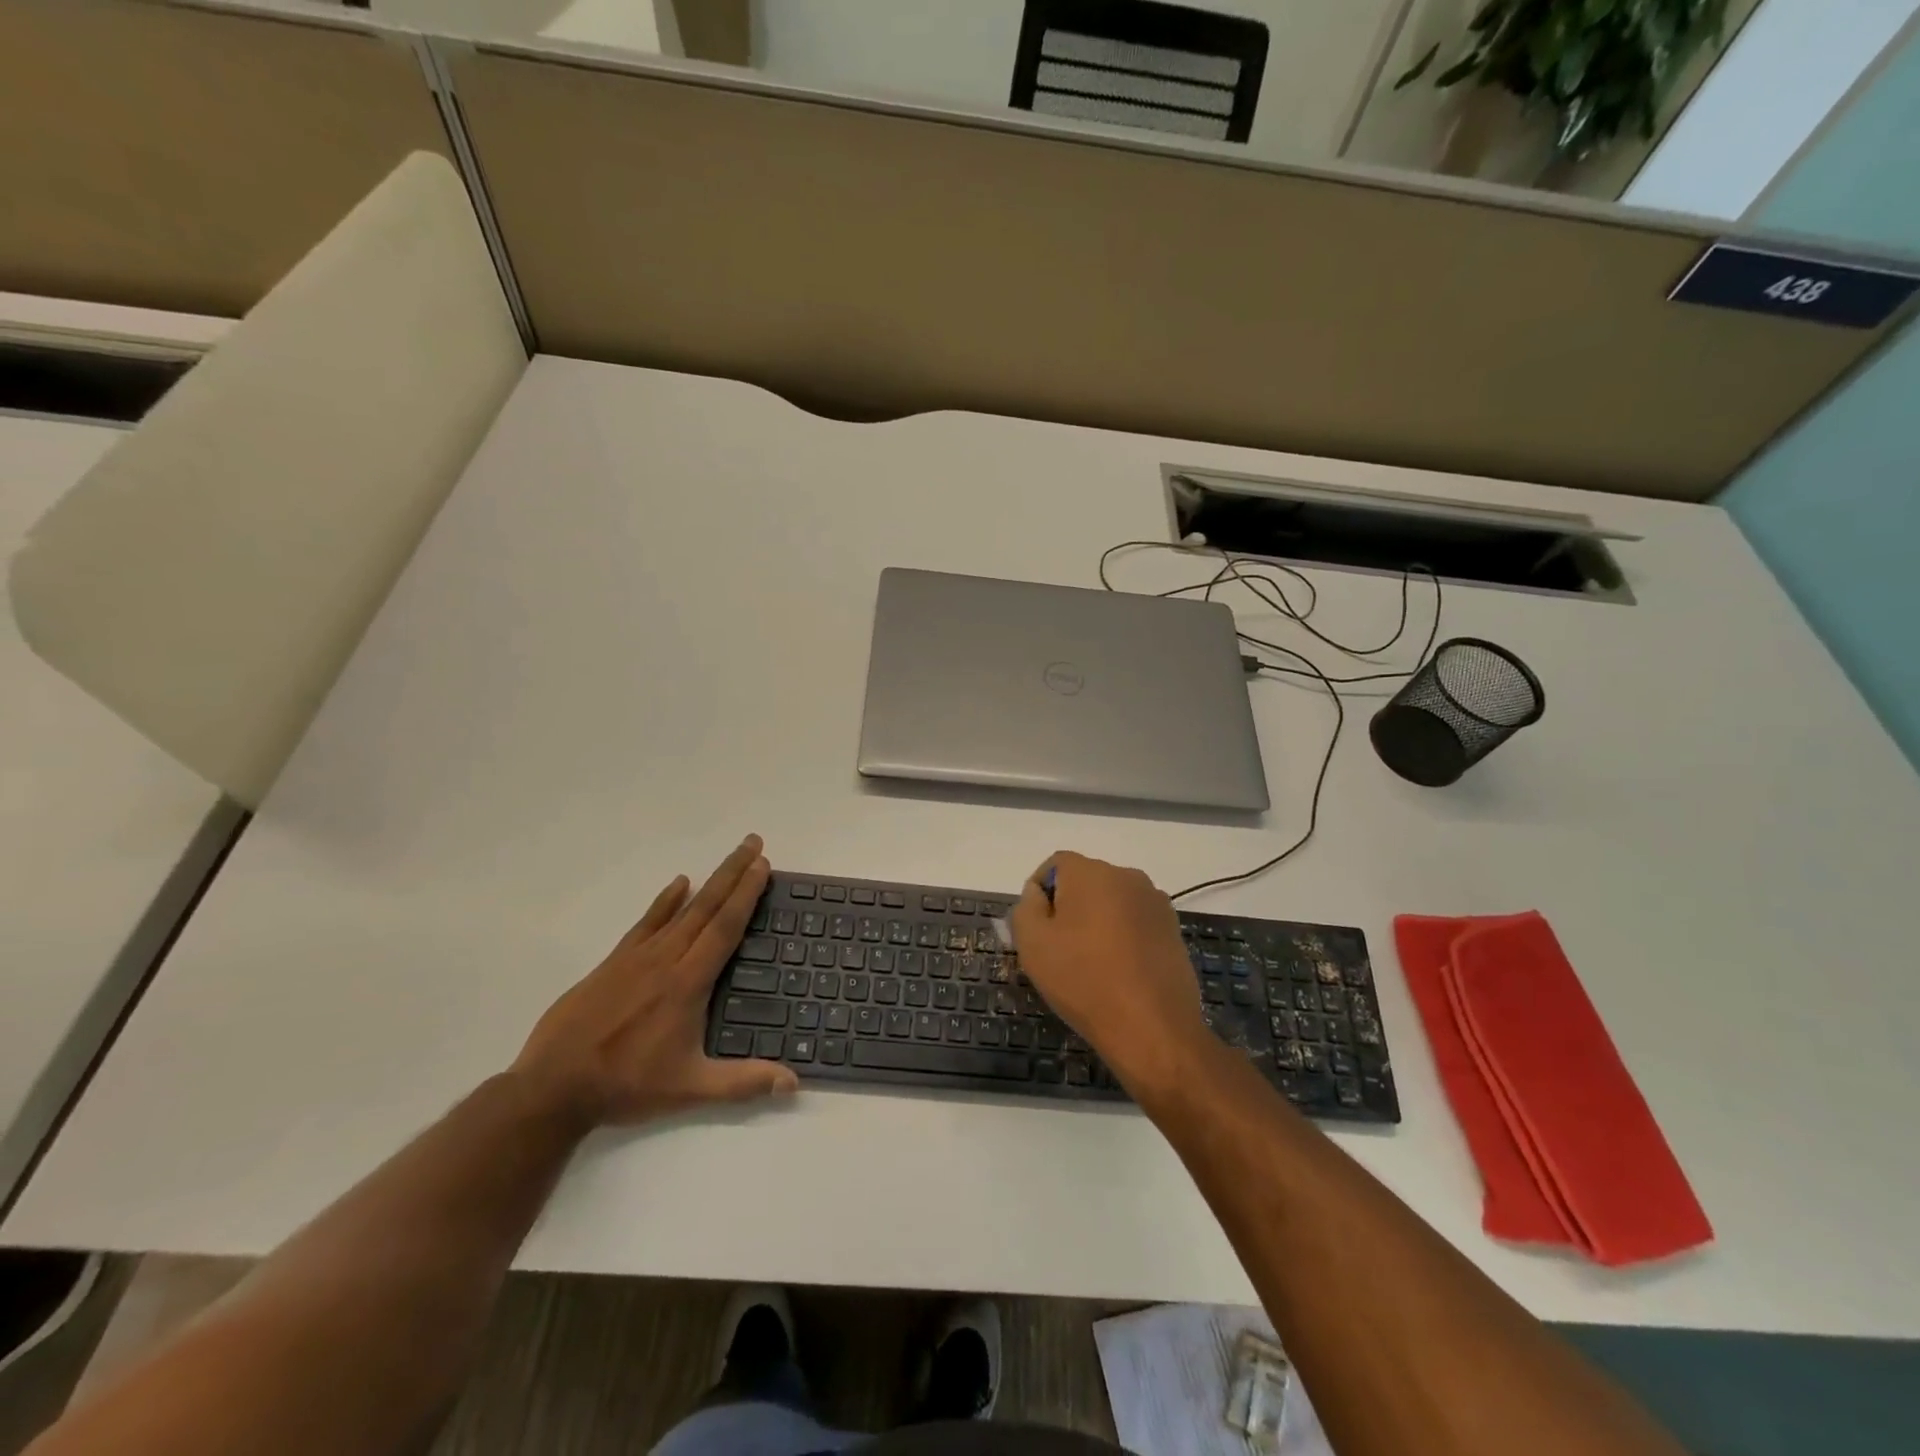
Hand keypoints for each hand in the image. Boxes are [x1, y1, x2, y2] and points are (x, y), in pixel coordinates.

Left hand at [511, 835, 797, 1126]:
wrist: (553, 1087)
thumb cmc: (627, 1085)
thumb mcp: (690, 1089)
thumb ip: (743, 1083)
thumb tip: (794, 1083)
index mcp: (688, 983)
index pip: (725, 928)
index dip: (746, 894)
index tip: (762, 865)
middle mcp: (666, 959)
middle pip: (707, 907)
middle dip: (733, 873)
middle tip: (754, 843)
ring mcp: (637, 957)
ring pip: (681, 909)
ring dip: (709, 880)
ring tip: (730, 857)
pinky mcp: (614, 962)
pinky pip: (647, 921)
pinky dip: (665, 900)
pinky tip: (678, 883)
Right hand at [1009, 852, 1212, 1095]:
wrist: (1152, 1027)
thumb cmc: (1083, 980)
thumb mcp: (1032, 944)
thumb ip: (1026, 907)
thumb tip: (1037, 893)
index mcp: (1090, 872)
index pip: (1056, 865)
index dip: (1040, 893)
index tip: (1036, 929)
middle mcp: (1126, 876)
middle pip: (1086, 882)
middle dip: (1069, 907)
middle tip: (1059, 948)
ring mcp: (1155, 902)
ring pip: (1112, 902)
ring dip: (1098, 921)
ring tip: (1091, 963)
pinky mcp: (1173, 929)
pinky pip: (1136, 922)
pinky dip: (1123, 937)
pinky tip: (1119, 971)